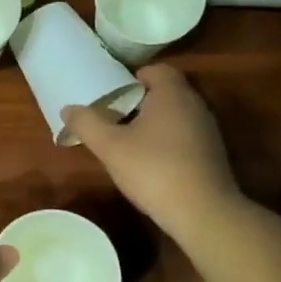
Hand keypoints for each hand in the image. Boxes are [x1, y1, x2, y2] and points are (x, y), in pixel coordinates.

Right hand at [63, 64, 240, 238]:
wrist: (203, 212)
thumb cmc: (153, 170)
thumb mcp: (110, 147)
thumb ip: (87, 124)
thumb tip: (68, 108)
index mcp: (172, 94)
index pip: (156, 69)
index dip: (133, 77)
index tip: (113, 94)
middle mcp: (195, 105)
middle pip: (166, 91)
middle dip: (141, 100)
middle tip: (115, 117)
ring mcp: (208, 130)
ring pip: (177, 115)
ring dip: (155, 122)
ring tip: (130, 140)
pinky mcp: (212, 153)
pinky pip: (186, 135)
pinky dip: (169, 140)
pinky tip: (152, 162)